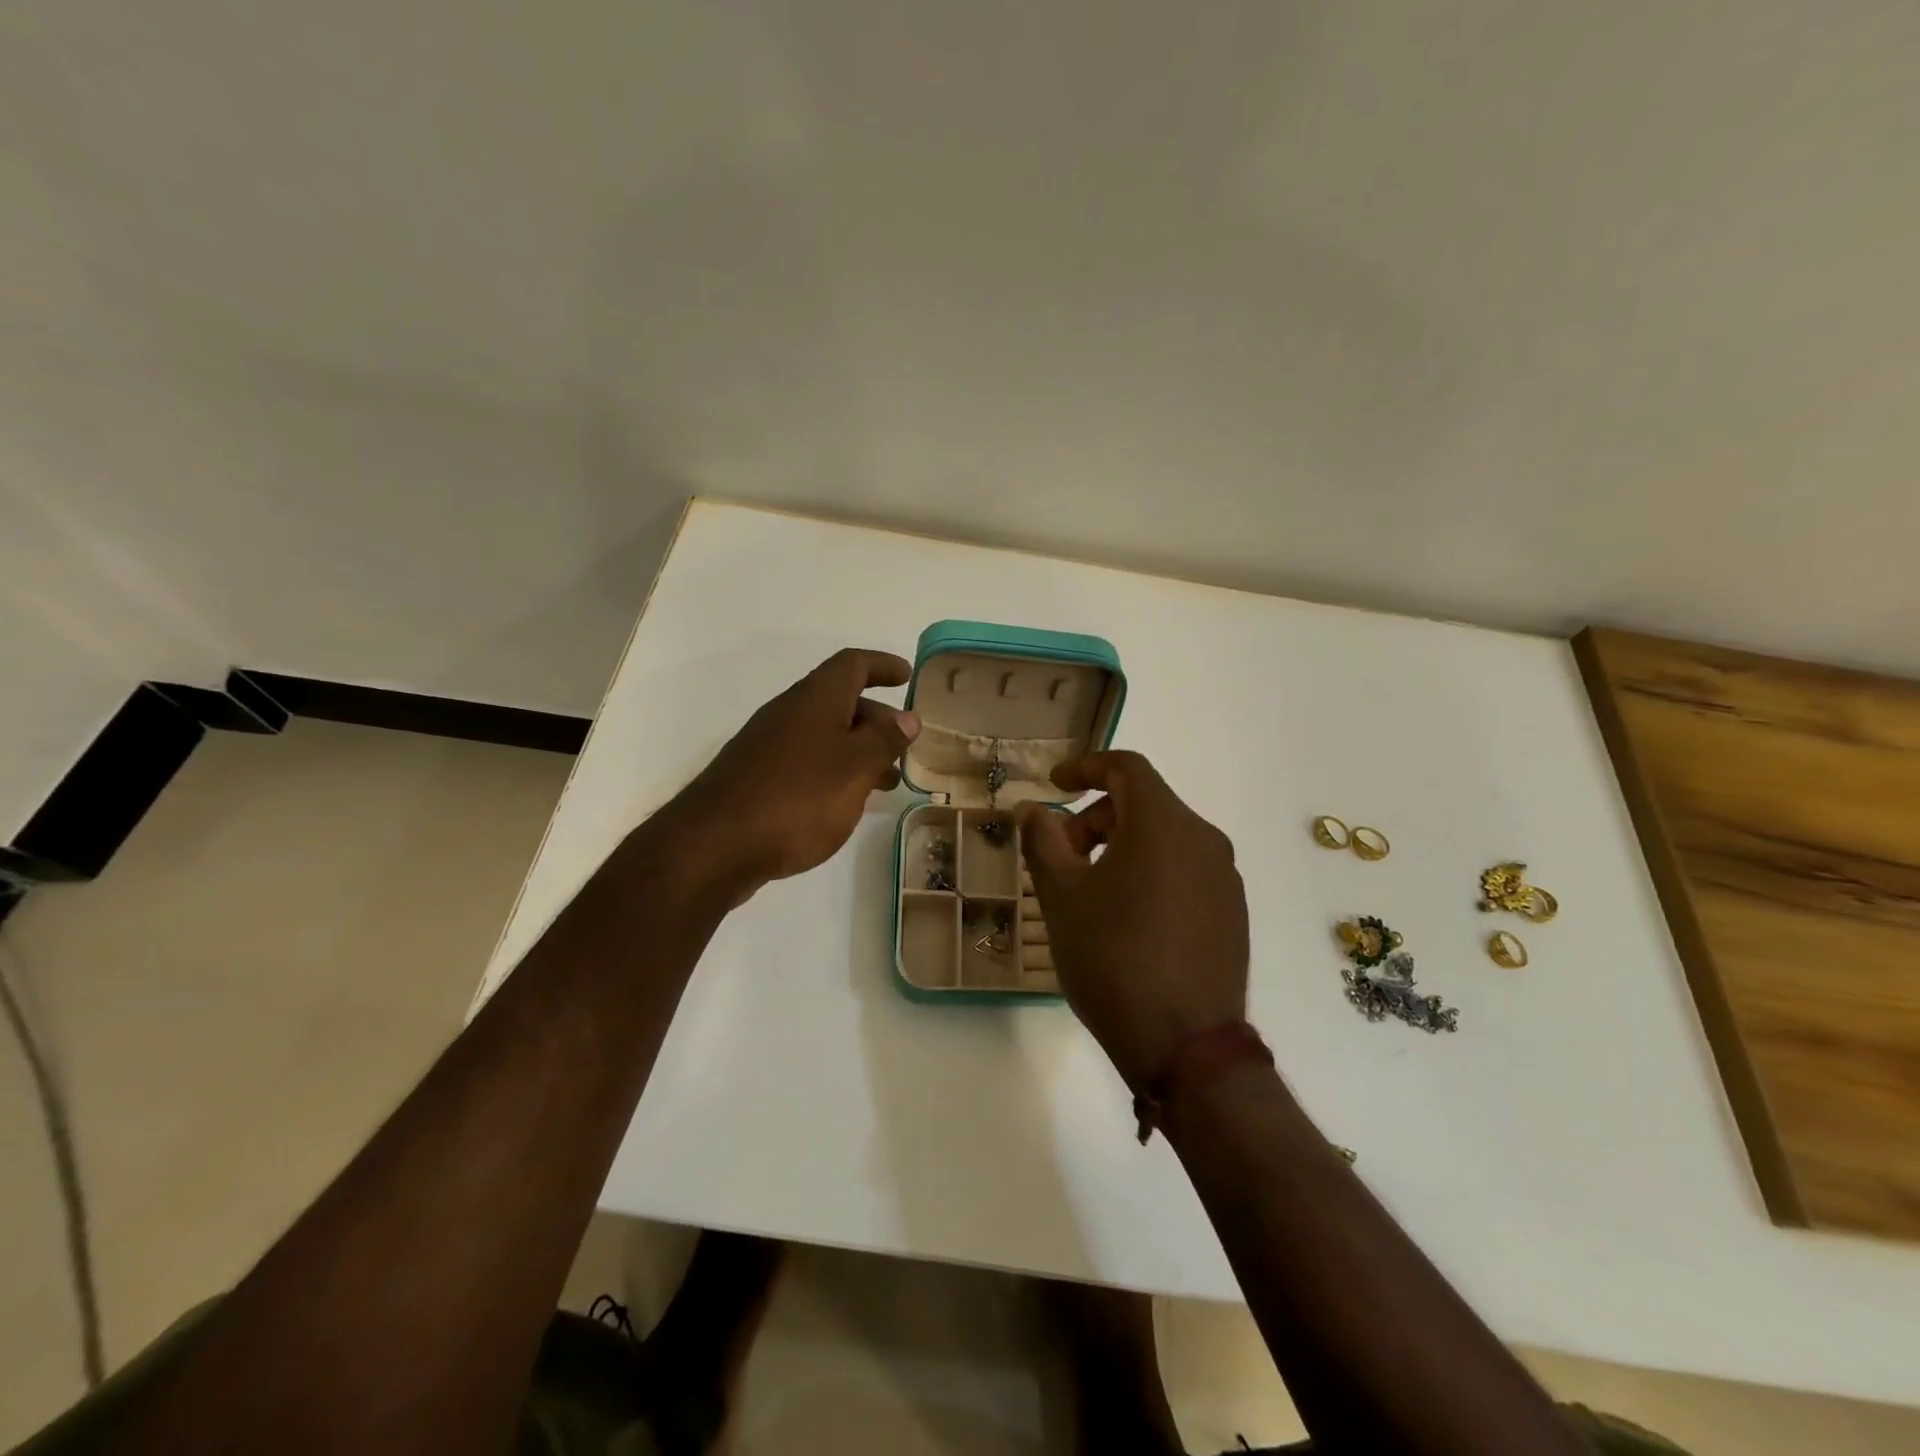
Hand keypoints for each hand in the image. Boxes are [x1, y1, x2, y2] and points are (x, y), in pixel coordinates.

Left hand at [652, 649, 919, 899]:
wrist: (715, 846)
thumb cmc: (798, 798)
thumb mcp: (854, 767)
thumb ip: (884, 740)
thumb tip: (907, 717)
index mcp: (815, 699)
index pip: (852, 665)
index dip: (882, 665)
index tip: (907, 676)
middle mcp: (789, 713)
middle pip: (840, 701)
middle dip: (877, 718)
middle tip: (904, 745)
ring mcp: (769, 746)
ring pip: (824, 735)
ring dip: (858, 750)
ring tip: (886, 782)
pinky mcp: (757, 778)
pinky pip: (807, 761)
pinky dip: (834, 770)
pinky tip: (844, 802)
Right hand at [1015, 752, 1248, 1090]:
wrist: (1186, 1047)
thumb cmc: (1113, 959)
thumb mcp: (1062, 897)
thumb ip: (1044, 841)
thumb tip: (1033, 809)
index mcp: (1165, 824)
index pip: (1126, 767)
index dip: (1085, 767)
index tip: (1054, 785)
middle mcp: (1204, 839)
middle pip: (1144, 804)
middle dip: (1096, 818)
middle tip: (1062, 858)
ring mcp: (1225, 877)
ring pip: (1166, 838)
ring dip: (1122, 846)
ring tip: (1090, 893)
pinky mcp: (1233, 912)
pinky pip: (1185, 870)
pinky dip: (1151, 872)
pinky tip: (1128, 919)